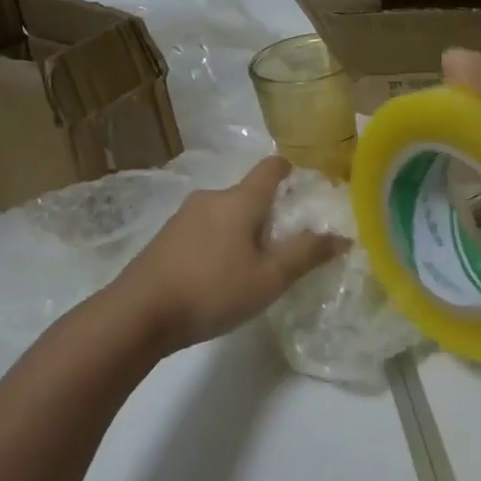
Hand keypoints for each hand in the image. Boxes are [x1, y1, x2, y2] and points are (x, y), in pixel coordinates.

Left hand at [117, 157, 346, 350]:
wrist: (138, 314)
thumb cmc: (213, 290)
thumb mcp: (270, 278)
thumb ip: (307, 254)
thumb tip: (342, 236)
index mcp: (240, 200)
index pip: (271, 167)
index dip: (291, 171)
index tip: (306, 188)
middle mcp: (211, 198)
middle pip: (249, 194)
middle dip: (270, 213)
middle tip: (286, 245)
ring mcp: (183, 217)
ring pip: (226, 214)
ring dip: (243, 230)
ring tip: (254, 265)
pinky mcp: (166, 238)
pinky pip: (205, 230)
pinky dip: (220, 243)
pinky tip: (220, 275)